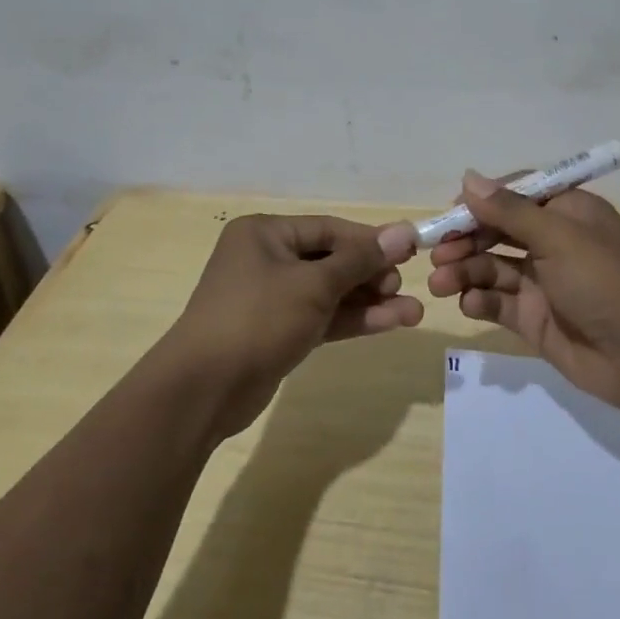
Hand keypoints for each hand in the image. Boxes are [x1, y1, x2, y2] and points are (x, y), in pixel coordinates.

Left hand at [164, 214, 420, 437]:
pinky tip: (392, 322)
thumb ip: (361, 259)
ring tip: (414, 312)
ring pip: (331, 293)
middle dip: (372, 274)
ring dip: (370, 301)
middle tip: (402, 287)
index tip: (411, 250)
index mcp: (265, 234)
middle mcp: (267, 259)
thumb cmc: (258, 318)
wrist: (204, 389)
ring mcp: (272, 298)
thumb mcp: (314, 284)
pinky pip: (323, 317)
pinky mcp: (279, 332)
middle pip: (332, 260)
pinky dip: (353, 319)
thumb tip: (404, 230)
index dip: (372, 240)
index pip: (330, 229)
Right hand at [425, 171, 619, 411]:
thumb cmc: (605, 282)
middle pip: (497, 231)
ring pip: (491, 267)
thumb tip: (468, 177)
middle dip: (465, 239)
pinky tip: (469, 304)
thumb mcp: (559, 237)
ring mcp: (543, 282)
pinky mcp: (534, 318)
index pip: (515, 195)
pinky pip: (497, 302)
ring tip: (440, 283)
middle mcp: (553, 242)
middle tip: (436, 253)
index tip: (450, 212)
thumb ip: (509, 211)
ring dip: (464, 271)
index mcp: (567, 212)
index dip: (481, 201)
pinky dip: (479, 300)